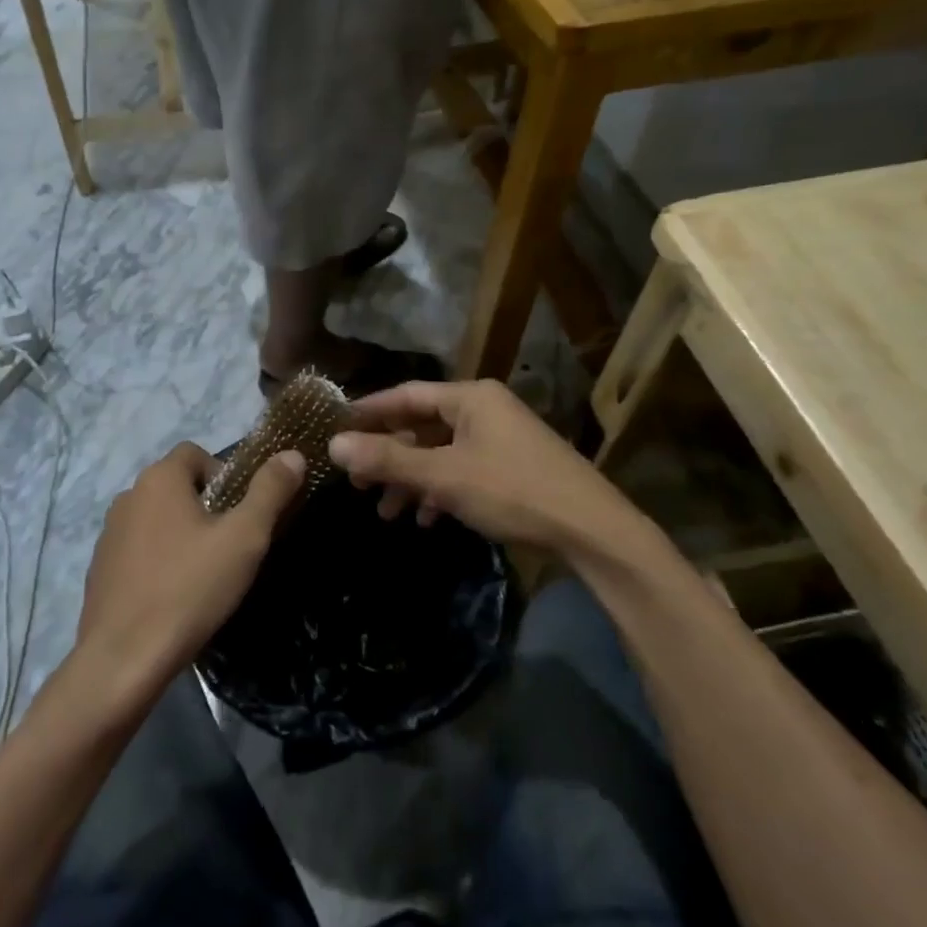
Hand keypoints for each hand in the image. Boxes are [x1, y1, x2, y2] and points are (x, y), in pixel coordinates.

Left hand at [72, 443, 305, 705]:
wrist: (122, 660)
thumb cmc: (189, 589)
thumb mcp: (244, 539)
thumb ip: (270, 491)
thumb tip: (292, 454)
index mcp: (159, 478)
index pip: (195, 453)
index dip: (224, 476)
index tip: (239, 515)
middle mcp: (128, 495)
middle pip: (177, 486)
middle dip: (205, 508)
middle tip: (228, 548)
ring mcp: (109, 533)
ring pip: (157, 518)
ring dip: (180, 534)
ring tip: (202, 575)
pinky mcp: (99, 568)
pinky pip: (138, 549)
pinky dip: (157, 561)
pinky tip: (172, 596)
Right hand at [328, 380, 641, 556]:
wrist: (593, 532)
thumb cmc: (513, 491)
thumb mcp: (444, 476)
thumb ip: (388, 460)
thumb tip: (333, 445)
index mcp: (470, 398)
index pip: (406, 395)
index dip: (370, 411)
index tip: (337, 427)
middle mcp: (484, 410)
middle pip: (422, 426)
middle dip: (389, 456)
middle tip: (356, 481)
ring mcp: (500, 439)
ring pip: (441, 452)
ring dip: (412, 479)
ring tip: (385, 511)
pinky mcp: (512, 468)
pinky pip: (463, 470)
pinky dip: (440, 490)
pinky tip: (426, 518)